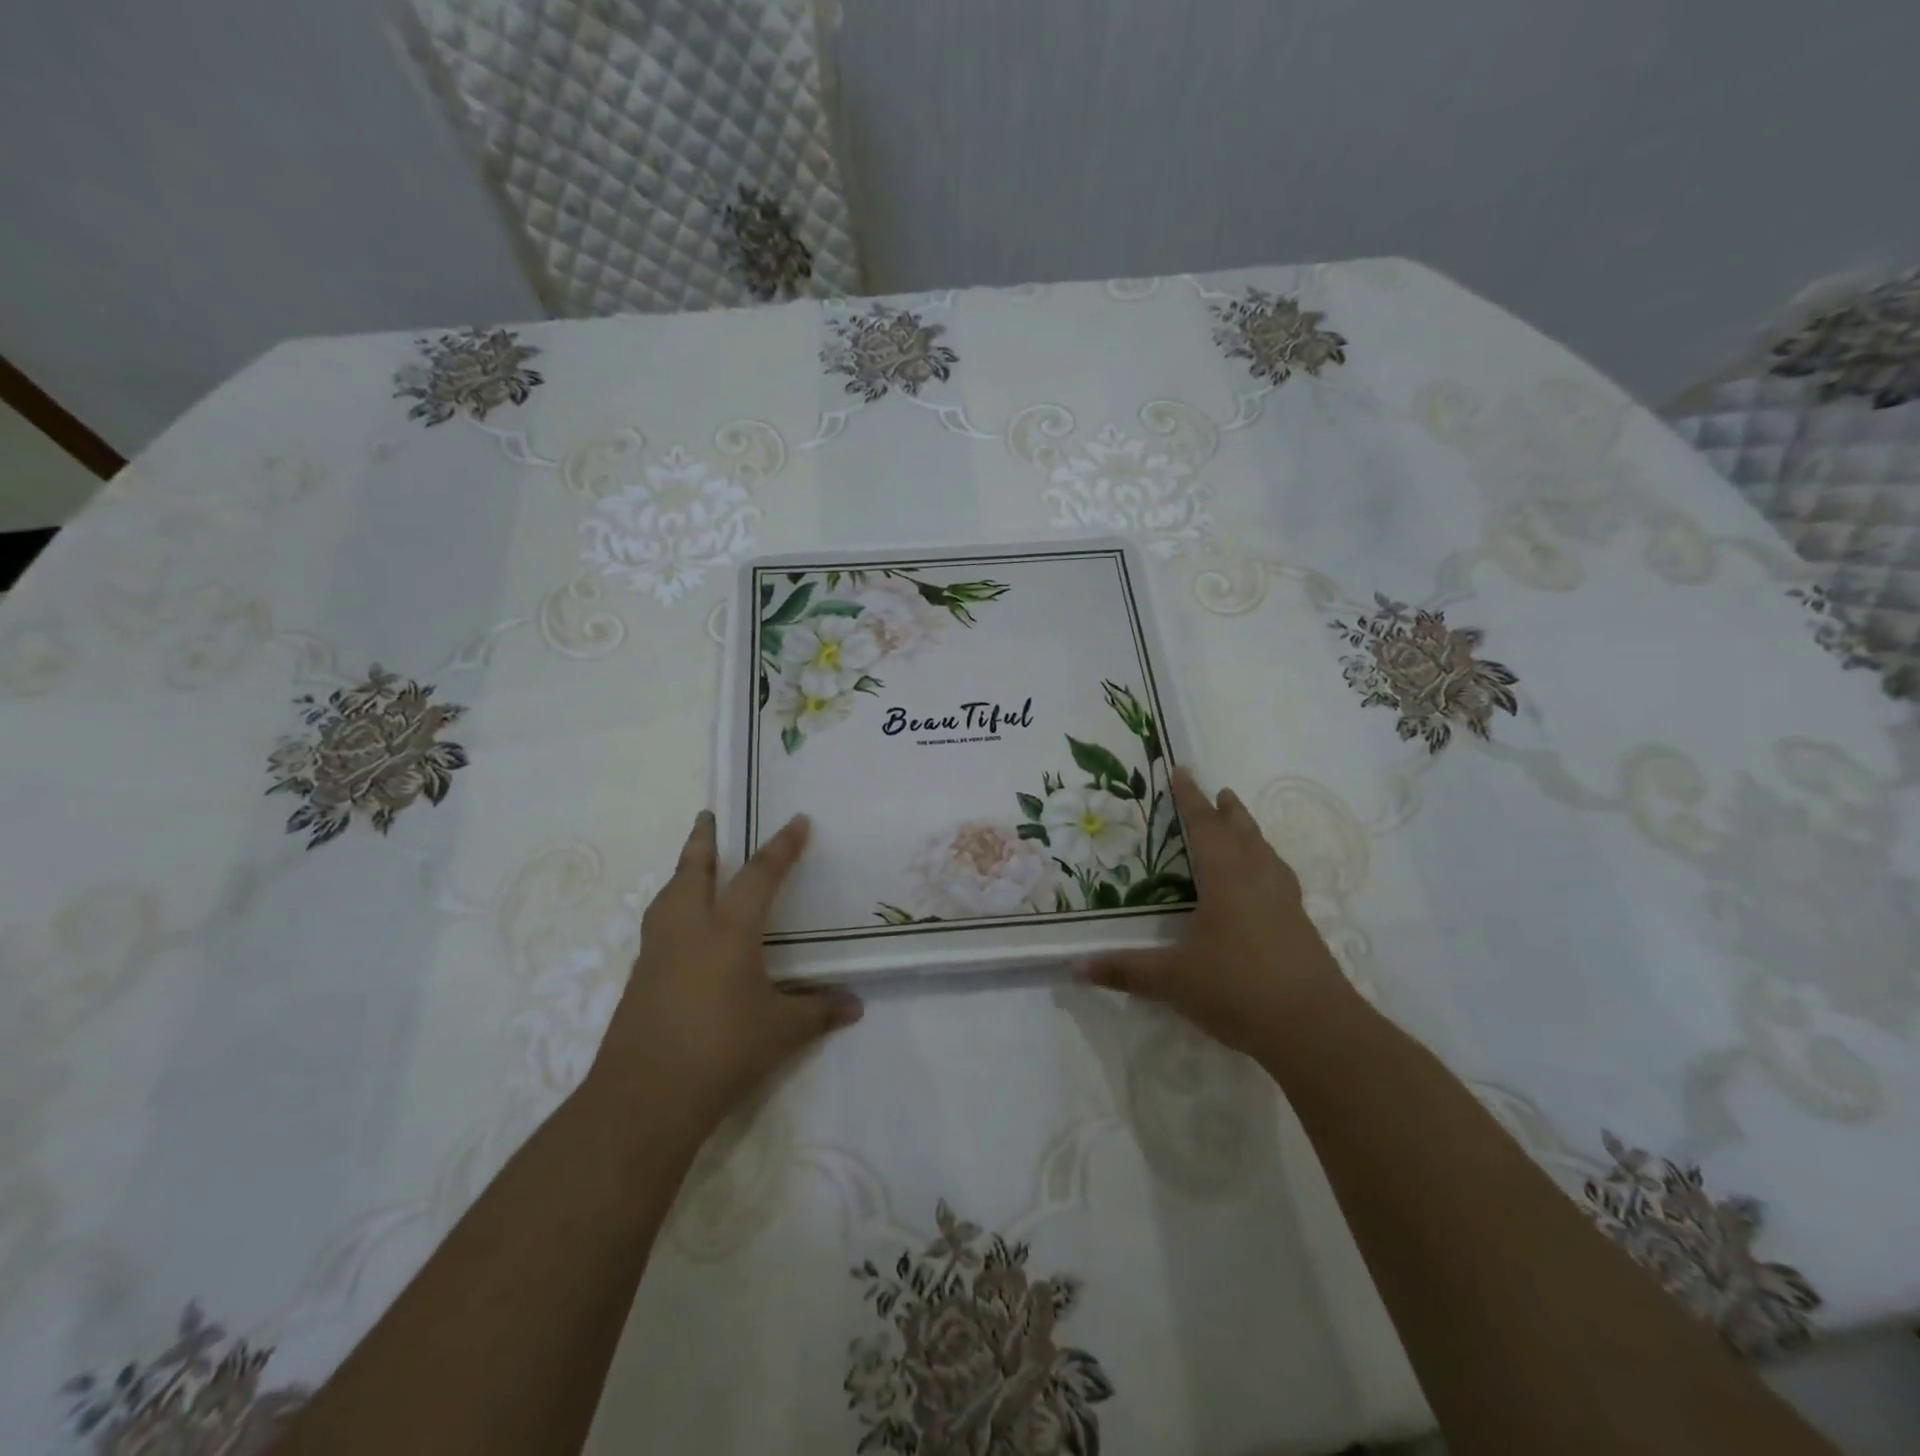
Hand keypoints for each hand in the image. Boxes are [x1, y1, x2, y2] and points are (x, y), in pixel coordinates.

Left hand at [588, 810, 861, 1136]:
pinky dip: (673, 909)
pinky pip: (659, 925)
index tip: (797, 821)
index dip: (781, 847)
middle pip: (693, 870)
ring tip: (694, 867)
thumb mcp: (781, 1032)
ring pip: (668, 895)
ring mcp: (658, 952)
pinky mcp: (640, 978)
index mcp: (728, 931)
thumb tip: (855, 1006)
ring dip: (683, 872)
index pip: (759, 875)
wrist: (644, 1098)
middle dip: (703, 840)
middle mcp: (689, 929)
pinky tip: (685, 930)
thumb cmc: (721, 1052)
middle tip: (708, 816)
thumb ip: (818, 1011)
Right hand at [1083, 766, 1361, 1061]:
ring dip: (1252, 834)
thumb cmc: (1238, 989)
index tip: (1182, 771)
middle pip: (1243, 834)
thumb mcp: (1174, 980)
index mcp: (1227, 880)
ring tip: (1242, 826)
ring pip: (1267, 854)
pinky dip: (1267, 865)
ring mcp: (1286, 904)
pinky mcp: (1302, 928)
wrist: (1316, 1029)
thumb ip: (1126, 970)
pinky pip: (1280, 879)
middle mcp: (1259, 881)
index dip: (1191, 800)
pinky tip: (1265, 885)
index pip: (1205, 828)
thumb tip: (1075, 966)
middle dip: (1228, 812)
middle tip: (1221, 792)